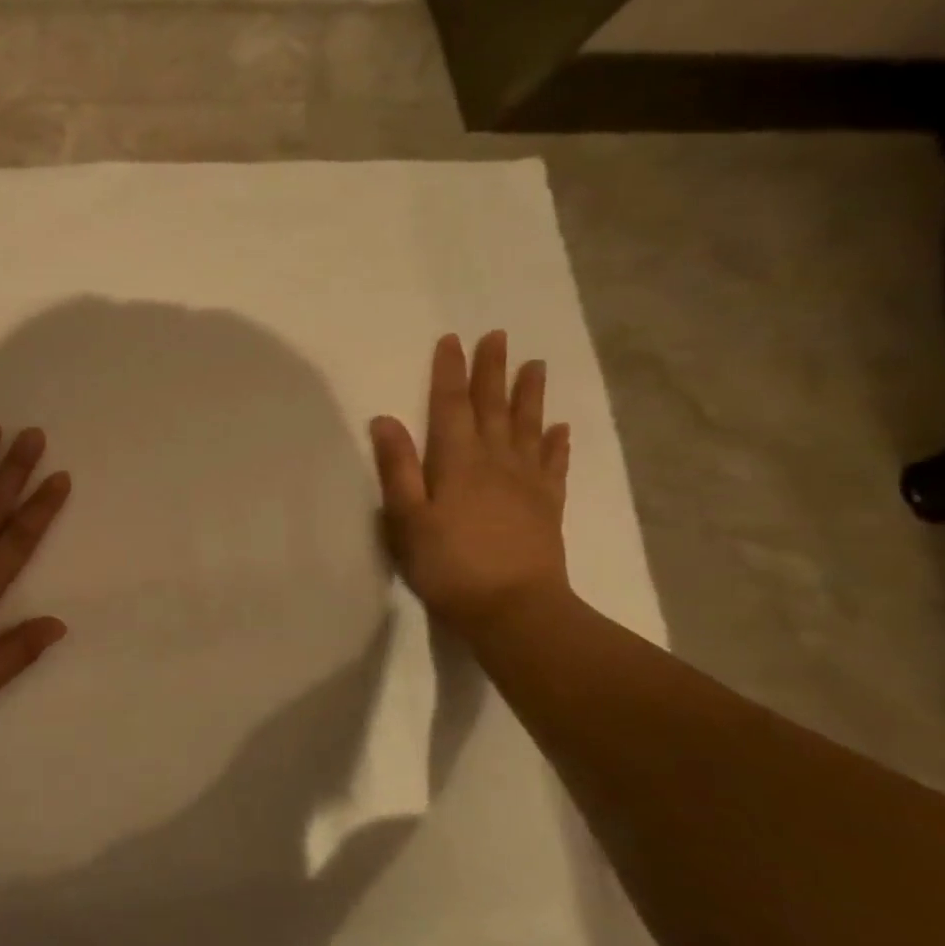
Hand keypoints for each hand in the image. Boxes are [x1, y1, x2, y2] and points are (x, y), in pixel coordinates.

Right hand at [369, 332, 571, 635]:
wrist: (513, 608)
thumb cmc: (448, 565)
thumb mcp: (407, 518)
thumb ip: (397, 468)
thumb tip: (385, 419)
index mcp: (457, 462)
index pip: (451, 406)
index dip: (450, 372)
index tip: (452, 340)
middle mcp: (496, 462)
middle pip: (493, 408)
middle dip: (492, 371)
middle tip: (498, 336)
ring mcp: (526, 483)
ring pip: (527, 427)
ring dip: (529, 395)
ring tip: (535, 365)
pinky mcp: (547, 505)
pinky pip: (554, 464)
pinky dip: (556, 443)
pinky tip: (559, 428)